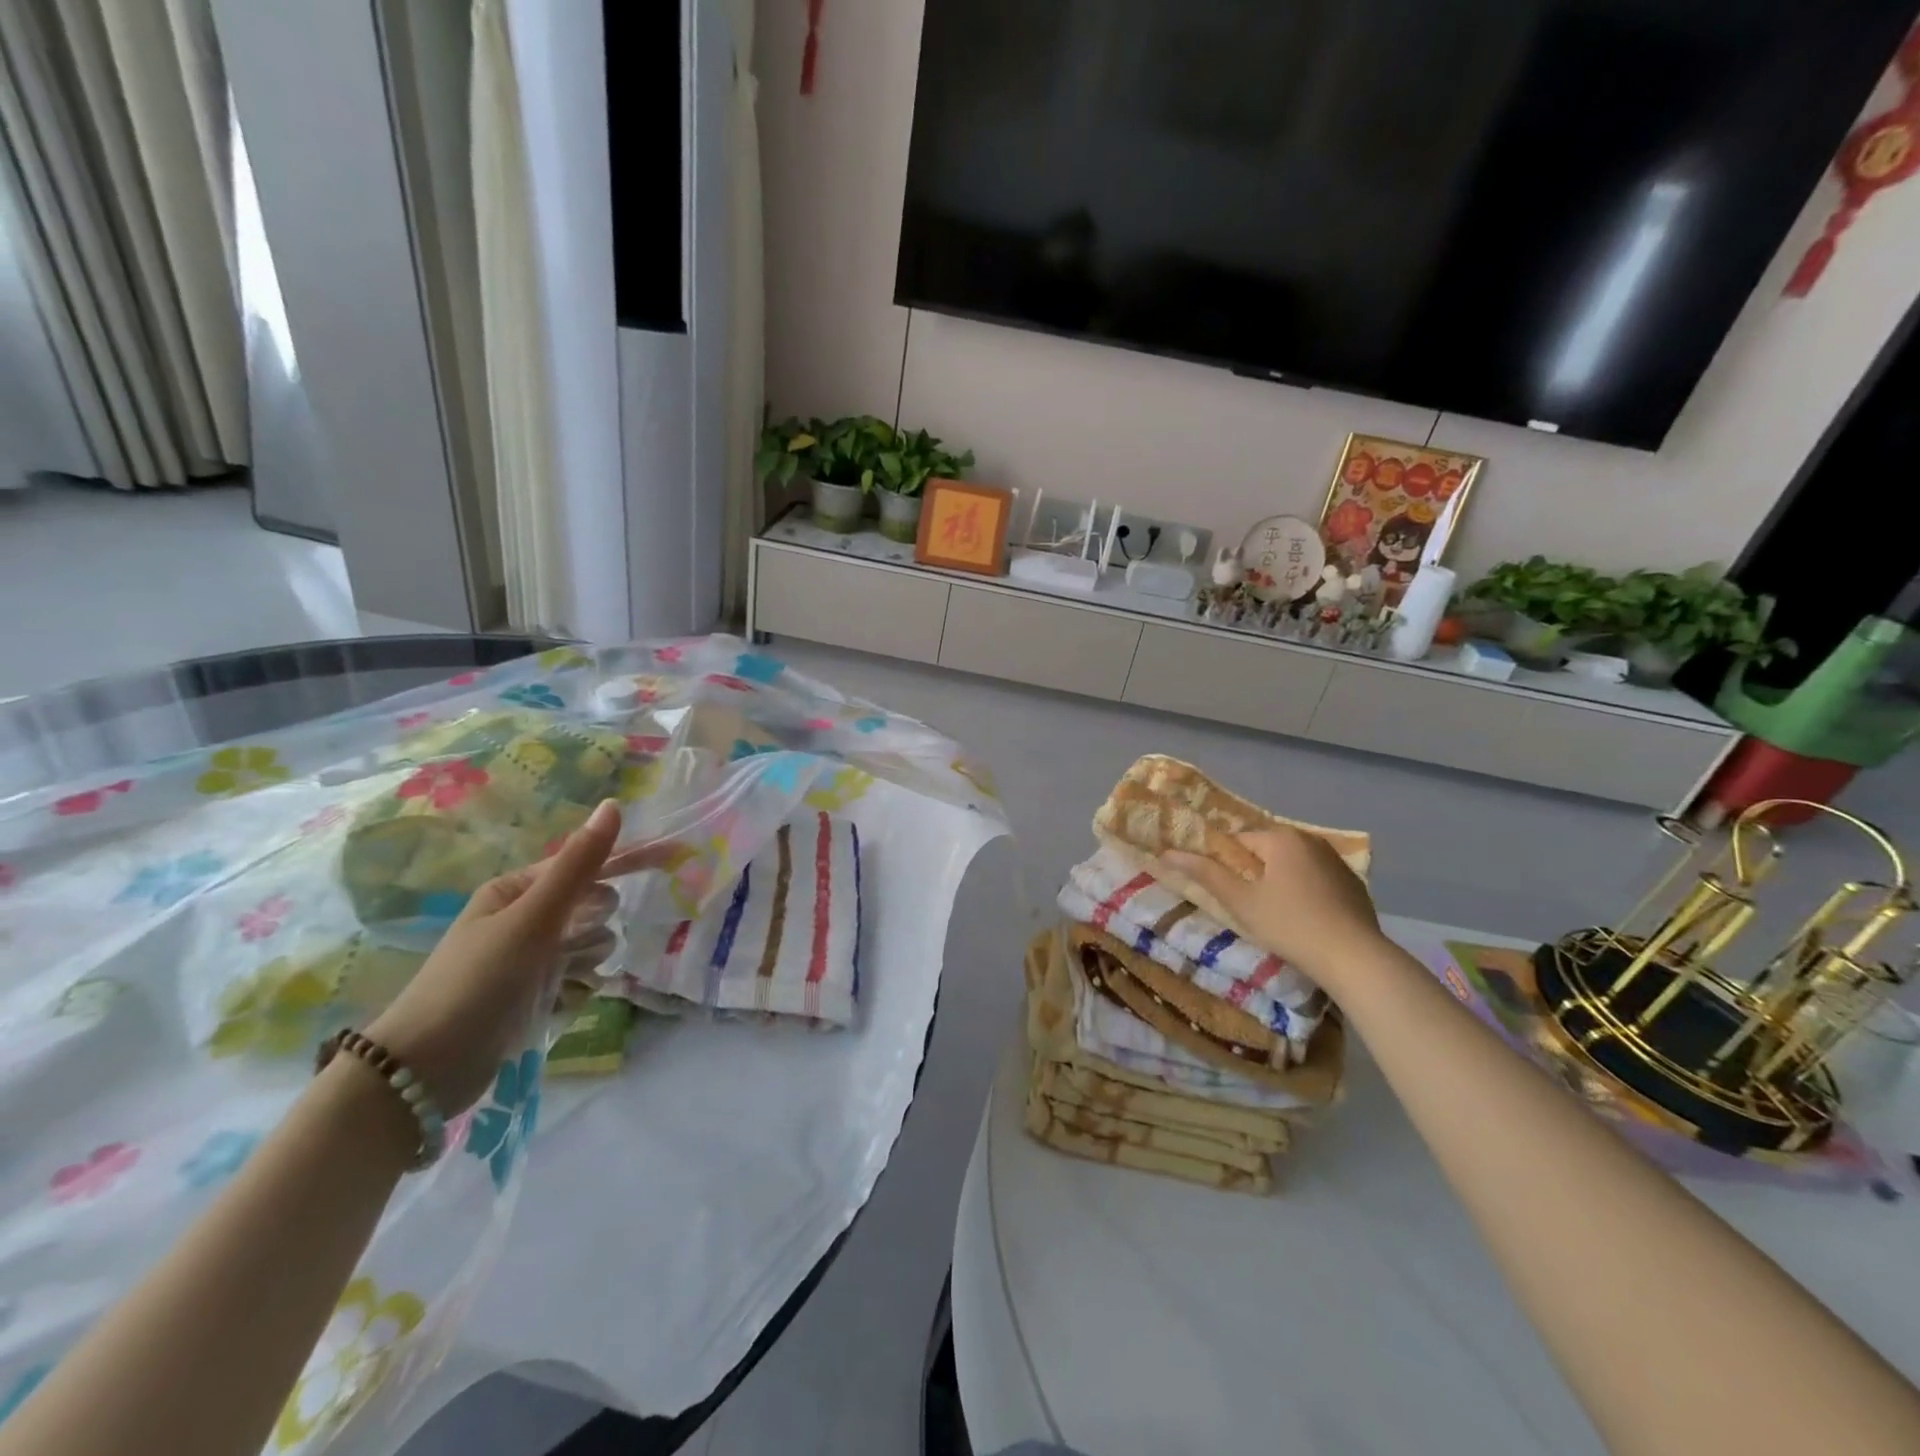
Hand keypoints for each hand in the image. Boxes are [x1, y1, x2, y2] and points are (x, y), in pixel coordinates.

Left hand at [365, 799, 624, 1112]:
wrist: (424, 1072)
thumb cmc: (476, 982)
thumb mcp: (531, 919)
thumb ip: (578, 864)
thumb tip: (613, 806)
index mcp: (518, 890)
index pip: (589, 865)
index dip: (632, 859)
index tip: (677, 854)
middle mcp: (527, 919)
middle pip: (597, 907)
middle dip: (593, 925)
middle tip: (566, 945)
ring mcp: (532, 959)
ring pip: (596, 945)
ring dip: (585, 962)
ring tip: (557, 982)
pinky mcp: (536, 996)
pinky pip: (583, 980)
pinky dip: (576, 991)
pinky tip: (555, 1005)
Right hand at [1161, 827, 1384, 994]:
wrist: (1355, 958)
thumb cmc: (1290, 925)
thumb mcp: (1241, 901)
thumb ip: (1205, 874)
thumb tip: (1167, 853)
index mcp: (1281, 838)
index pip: (1238, 840)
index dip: (1226, 865)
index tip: (1226, 892)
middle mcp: (1310, 839)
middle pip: (1267, 850)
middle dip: (1254, 873)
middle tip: (1248, 906)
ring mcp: (1336, 860)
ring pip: (1292, 865)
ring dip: (1280, 882)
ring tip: (1276, 915)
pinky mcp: (1353, 883)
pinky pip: (1316, 878)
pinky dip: (1305, 891)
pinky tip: (1305, 918)